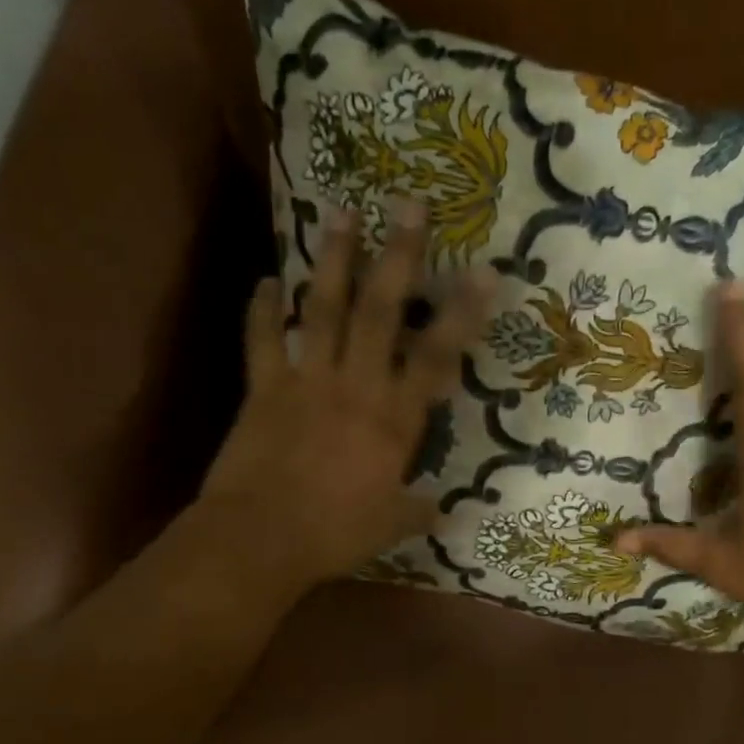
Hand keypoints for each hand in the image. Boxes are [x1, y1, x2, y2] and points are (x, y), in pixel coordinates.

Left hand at [199, 203, 491, 599]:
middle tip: (408, 204)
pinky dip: (262, 310)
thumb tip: (448, 516)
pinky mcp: (263, 388)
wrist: (258, 539)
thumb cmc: (334, 533)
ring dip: (334, 260)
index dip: (463, 314)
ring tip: (342, 212)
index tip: (484, 272)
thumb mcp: (390, 527)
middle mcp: (355, 386)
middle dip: (399, 256)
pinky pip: (263, 340)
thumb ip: (419, 512)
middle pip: (381, 311)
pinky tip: (264, 279)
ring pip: (323, 309)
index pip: (437, 357)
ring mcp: (306, 381)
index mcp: (394, 419)